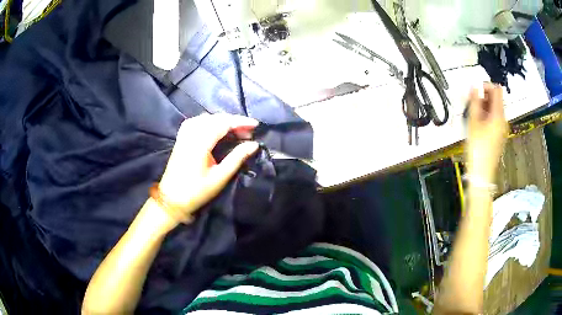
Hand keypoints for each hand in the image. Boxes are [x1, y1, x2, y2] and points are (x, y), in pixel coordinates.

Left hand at [157, 114, 259, 224]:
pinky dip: (210, 121)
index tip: (256, 125)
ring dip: (222, 121)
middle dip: (234, 121)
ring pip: (206, 118)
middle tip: (249, 131)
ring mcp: (184, 135)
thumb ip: (237, 158)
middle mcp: (191, 134)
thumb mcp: (219, 177)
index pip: (223, 123)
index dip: (240, 122)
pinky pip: (197, 121)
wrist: (171, 199)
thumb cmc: (196, 191)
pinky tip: (216, 128)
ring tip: (236, 130)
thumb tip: (254, 144)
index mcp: (200, 143)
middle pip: (215, 118)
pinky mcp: (181, 138)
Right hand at [466, 83, 507, 183]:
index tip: (475, 90)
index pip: (497, 90)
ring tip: (473, 113)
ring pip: (495, 109)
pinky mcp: (499, 135)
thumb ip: (475, 101)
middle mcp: (503, 120)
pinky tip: (478, 124)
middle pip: (496, 99)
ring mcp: (502, 128)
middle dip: (484, 96)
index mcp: (498, 115)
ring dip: (484, 106)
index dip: (486, 85)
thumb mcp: (474, 121)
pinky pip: (495, 119)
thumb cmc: (478, 147)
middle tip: (472, 102)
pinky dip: (487, 116)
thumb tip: (474, 86)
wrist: (482, 173)